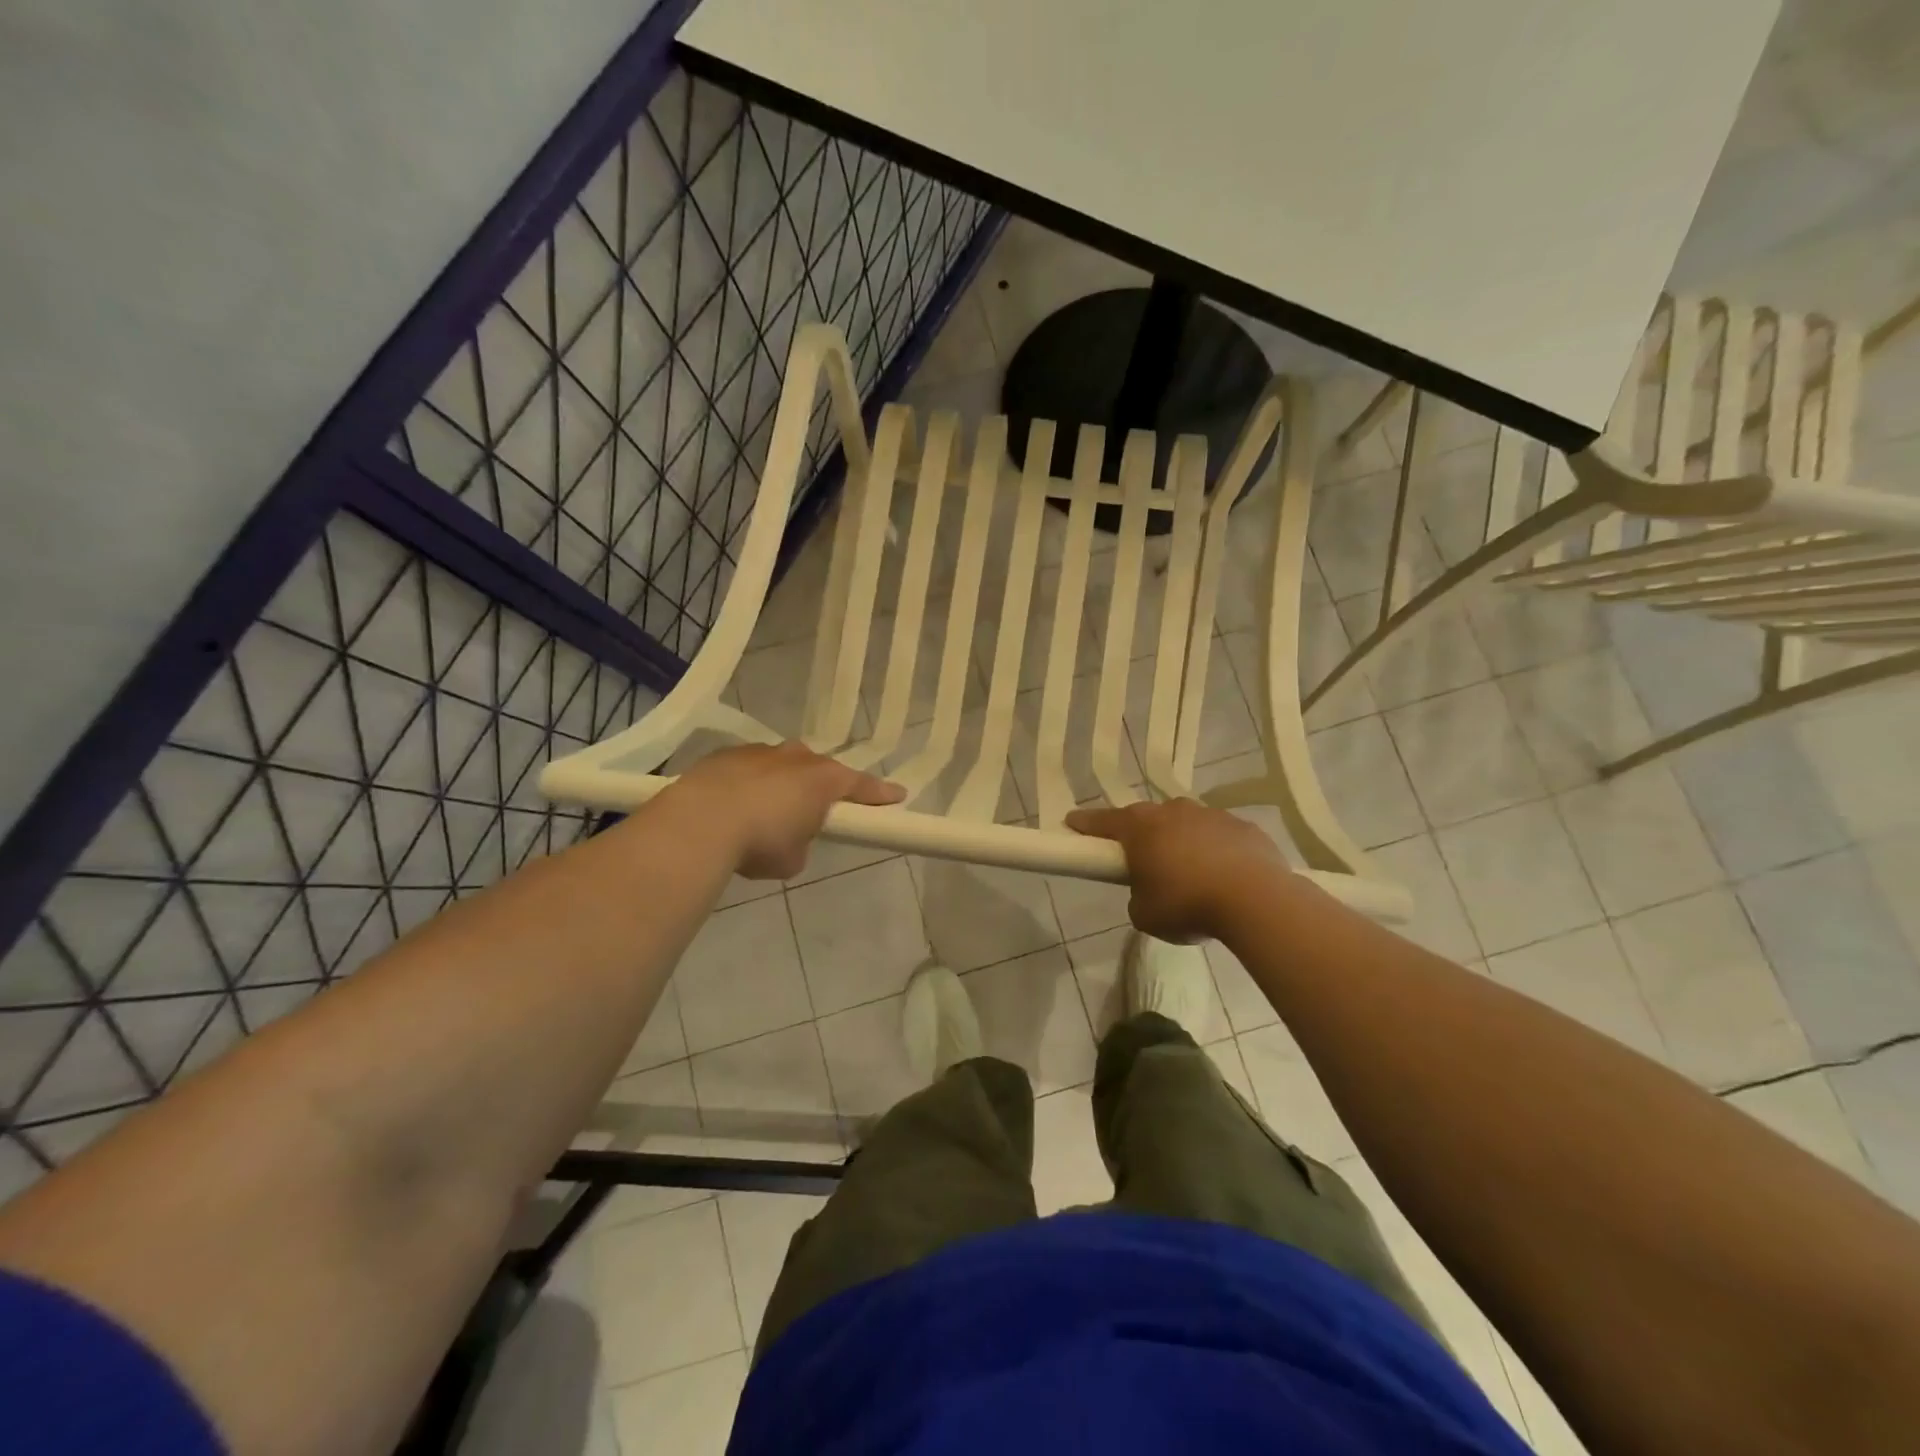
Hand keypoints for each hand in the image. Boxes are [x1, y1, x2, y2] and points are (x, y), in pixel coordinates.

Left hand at [664, 742, 905, 879]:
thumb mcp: (792, 859)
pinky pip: (748, 770)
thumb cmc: (760, 841)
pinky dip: (747, 785)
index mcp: (823, 780)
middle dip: (819, 787)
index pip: (861, 786)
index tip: (897, 796)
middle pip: (818, 770)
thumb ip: (801, 844)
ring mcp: (759, 751)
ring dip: (780, 785)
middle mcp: (796, 757)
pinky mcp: (725, 755)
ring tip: (764, 814)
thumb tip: (789, 840)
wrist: (699, 822)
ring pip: (780, 765)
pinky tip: (732, 808)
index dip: (880, 794)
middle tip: (813, 812)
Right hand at [1065, 799, 1291, 942]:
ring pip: (1186, 823)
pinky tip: (1223, 875)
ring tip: (1188, 872)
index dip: (1085, 824)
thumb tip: (1149, 891)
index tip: (1072, 822)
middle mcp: (1173, 811)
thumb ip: (1138, 896)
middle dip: (1140, 834)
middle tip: (1140, 858)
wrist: (1256, 899)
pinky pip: (1219, 836)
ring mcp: (1211, 815)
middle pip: (1147, 818)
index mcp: (1140, 828)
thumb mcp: (1145, 914)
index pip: (1103, 821)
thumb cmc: (1187, 904)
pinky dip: (1215, 850)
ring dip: (1181, 841)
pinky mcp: (1244, 826)